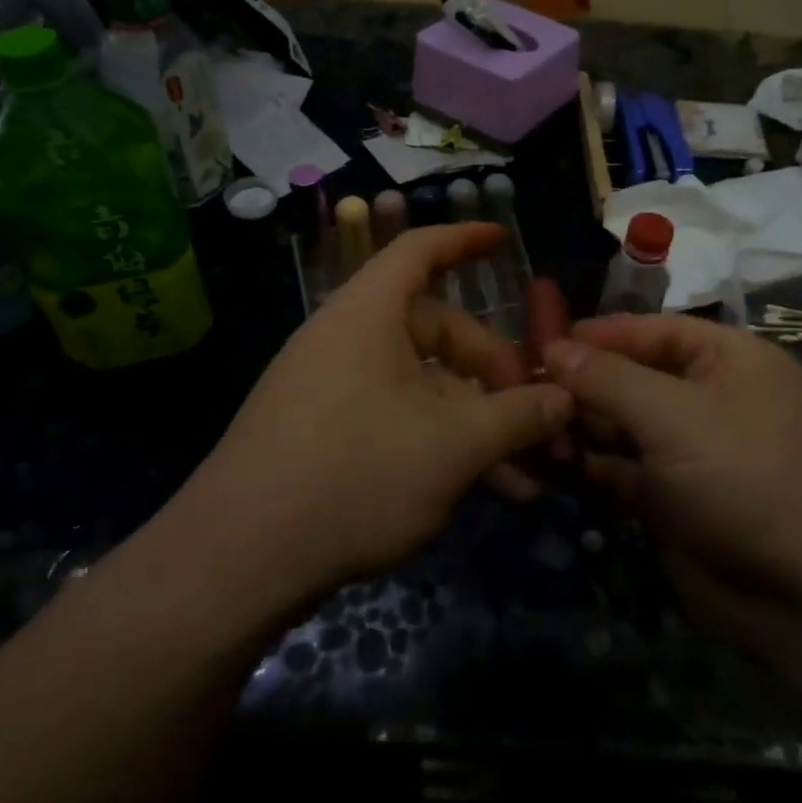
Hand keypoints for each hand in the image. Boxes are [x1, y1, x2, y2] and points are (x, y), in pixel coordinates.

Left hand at [176, 224, 572, 609]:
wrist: (236, 562)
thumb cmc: (354, 475)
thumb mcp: (454, 446)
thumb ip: (517, 417)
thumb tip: (565, 399)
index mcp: (368, 316)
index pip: (418, 250)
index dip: (464, 239)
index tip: (503, 239)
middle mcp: (347, 341)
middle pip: (436, 332)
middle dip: (493, 374)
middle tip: (534, 421)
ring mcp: (332, 391)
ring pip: (423, 387)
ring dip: (475, 423)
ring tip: (522, 477)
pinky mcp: (324, 436)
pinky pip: (397, 419)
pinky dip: (440, 443)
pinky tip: (479, 490)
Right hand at [543, 316, 801, 657]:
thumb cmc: (746, 477)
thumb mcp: (673, 416)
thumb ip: (608, 378)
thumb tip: (552, 347)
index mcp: (731, 360)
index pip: (655, 331)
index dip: (601, 334)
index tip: (543, 341)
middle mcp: (715, 399)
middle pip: (636, 377)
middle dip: (585, 385)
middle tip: (528, 393)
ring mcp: (696, 453)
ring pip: (627, 426)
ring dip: (584, 428)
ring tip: (537, 432)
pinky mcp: (679, 500)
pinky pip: (628, 470)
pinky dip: (595, 467)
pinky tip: (556, 467)